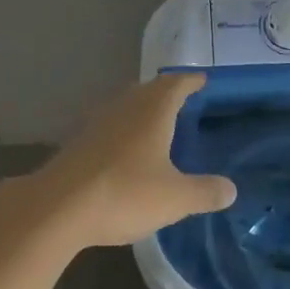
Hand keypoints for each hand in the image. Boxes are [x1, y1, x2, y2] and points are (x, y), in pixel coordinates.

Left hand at [21, 75, 236, 247]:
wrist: (58, 208)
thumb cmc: (125, 193)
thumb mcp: (174, 198)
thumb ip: (204, 192)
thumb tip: (231, 189)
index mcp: (153, 111)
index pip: (176, 84)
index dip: (191, 81)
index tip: (202, 80)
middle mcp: (126, 107)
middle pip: (150, 89)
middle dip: (167, 91)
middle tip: (183, 99)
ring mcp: (98, 122)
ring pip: (127, 105)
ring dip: (143, 108)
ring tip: (157, 121)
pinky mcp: (80, 142)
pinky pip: (110, 124)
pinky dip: (124, 128)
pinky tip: (126, 149)